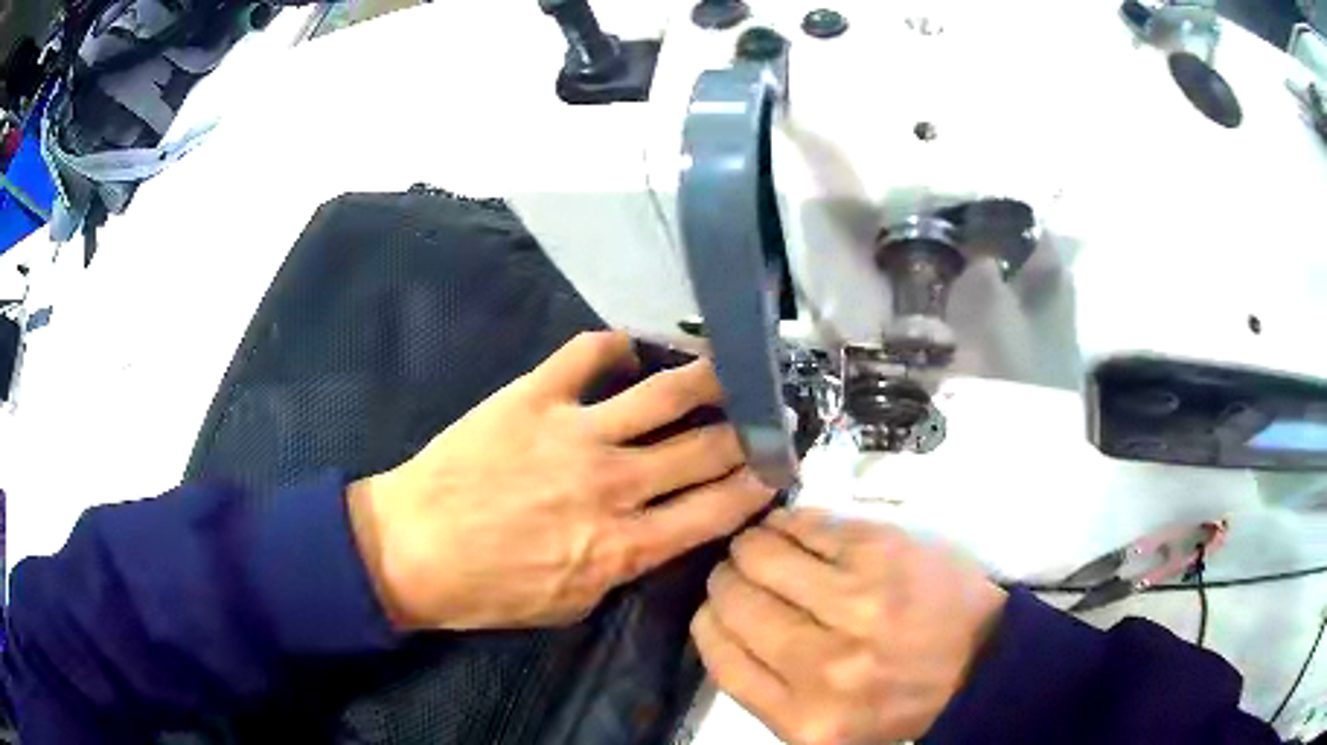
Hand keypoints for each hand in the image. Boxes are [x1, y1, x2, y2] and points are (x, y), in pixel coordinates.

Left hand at [347, 331, 776, 630]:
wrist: (410, 549)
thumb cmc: (488, 590)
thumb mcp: (571, 606)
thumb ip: (625, 567)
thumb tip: (661, 529)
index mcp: (623, 546)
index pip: (716, 510)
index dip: (756, 487)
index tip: (776, 470)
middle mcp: (612, 484)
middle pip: (706, 448)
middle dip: (751, 432)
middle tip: (771, 416)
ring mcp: (574, 433)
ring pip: (666, 393)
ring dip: (710, 376)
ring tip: (733, 366)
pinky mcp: (533, 397)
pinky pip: (589, 354)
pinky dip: (618, 345)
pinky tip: (633, 349)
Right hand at [691, 509, 1006, 743]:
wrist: (977, 661)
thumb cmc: (895, 696)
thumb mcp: (820, 725)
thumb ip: (763, 688)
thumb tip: (717, 621)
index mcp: (802, 715)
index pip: (717, 651)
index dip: (711, 619)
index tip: (722, 607)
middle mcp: (823, 663)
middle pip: (733, 598)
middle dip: (729, 578)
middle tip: (743, 573)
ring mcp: (856, 601)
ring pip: (760, 551)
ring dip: (753, 544)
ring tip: (766, 547)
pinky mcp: (882, 551)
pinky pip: (805, 524)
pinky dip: (788, 523)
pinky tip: (793, 530)